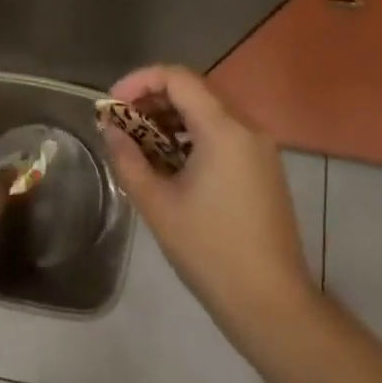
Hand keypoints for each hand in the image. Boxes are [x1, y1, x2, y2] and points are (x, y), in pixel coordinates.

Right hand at [102, 66, 316, 336]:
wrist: (272, 305)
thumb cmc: (210, 252)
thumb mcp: (158, 205)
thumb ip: (128, 159)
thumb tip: (110, 129)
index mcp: (223, 129)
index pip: (177, 78)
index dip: (139, 81)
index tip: (112, 104)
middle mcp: (246, 127)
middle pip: (193, 91)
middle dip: (152, 100)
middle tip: (121, 124)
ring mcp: (259, 147)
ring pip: (208, 112)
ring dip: (171, 118)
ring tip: (140, 144)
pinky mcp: (263, 167)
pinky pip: (223, 133)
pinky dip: (193, 136)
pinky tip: (172, 163)